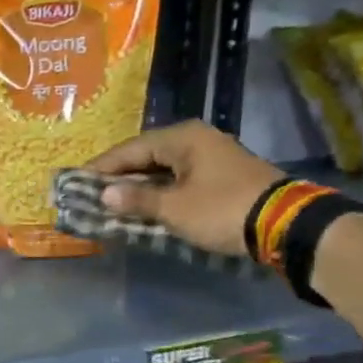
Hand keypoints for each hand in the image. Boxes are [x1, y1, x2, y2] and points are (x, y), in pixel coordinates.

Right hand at [86, 121, 284, 257]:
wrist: (285, 224)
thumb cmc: (222, 210)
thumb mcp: (174, 208)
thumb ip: (137, 199)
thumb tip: (104, 194)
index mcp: (182, 138)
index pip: (130, 148)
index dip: (102, 167)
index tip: (77, 181)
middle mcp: (197, 140)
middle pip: (147, 156)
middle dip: (119, 175)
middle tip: (92, 192)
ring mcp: (212, 157)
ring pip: (164, 168)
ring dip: (140, 185)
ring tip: (113, 201)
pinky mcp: (223, 177)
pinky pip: (180, 179)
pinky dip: (160, 191)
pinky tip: (146, 205)